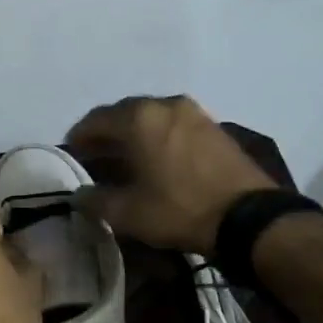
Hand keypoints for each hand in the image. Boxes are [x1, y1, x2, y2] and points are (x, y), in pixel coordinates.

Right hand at [66, 95, 276, 255]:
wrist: (249, 217)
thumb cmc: (179, 209)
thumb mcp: (129, 213)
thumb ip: (96, 201)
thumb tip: (80, 195)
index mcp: (138, 118)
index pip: (96, 119)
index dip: (80, 137)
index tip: (72, 153)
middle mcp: (164, 105)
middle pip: (124, 114)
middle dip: (107, 134)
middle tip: (96, 157)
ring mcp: (193, 113)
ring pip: (152, 118)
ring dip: (134, 135)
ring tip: (126, 160)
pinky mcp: (214, 127)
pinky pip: (174, 126)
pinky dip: (159, 138)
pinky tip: (157, 160)